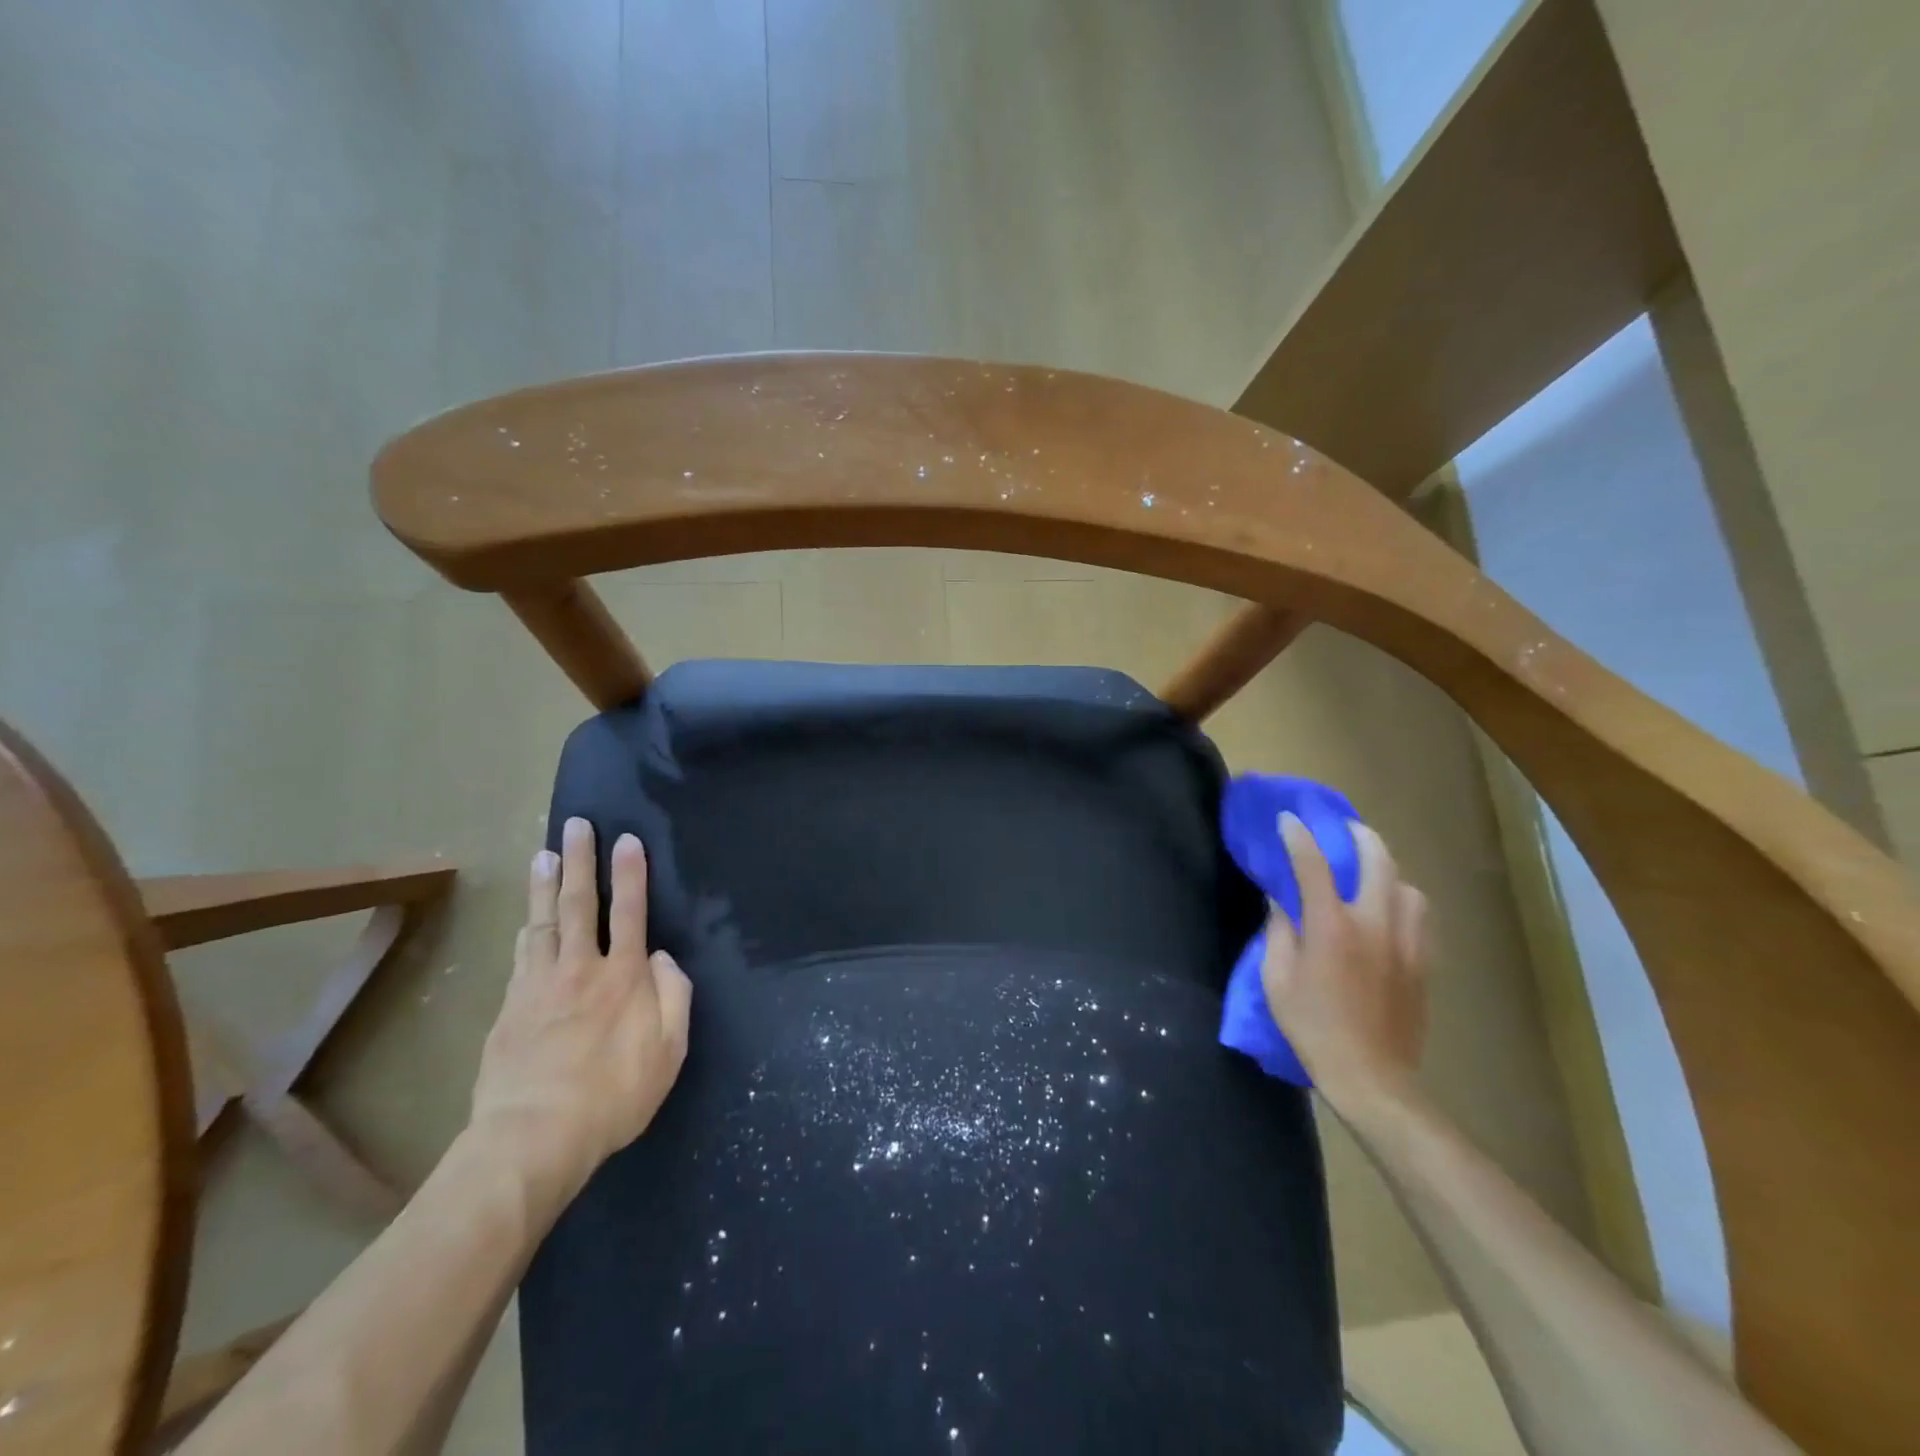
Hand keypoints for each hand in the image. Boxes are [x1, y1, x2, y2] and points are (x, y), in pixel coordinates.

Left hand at [470, 817, 691, 1201]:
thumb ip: (675, 997)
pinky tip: (527, 920)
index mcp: (624, 977)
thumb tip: (663, 958)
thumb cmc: (613, 1096)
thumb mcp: (669, 1052)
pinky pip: (521, 955)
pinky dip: (527, 929)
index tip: (627, 840)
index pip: (631, 912)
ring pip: (544, 922)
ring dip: (545, 885)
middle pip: (582, 904)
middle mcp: (581, 969)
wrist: (533, 1137)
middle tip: (576, 825)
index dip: (631, 874)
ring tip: (544, 854)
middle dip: (582, 861)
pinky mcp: (509, 1007)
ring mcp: (539, 985)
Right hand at [1261, 813, 1429, 1115]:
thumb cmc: (1313, 1027)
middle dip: (1359, 836)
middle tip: (1343, 829)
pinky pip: (1421, 916)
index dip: (1298, 837)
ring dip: (1388, 869)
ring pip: (1408, 886)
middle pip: (1378, 861)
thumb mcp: (1277, 980)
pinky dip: (1404, 900)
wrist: (1372, 1077)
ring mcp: (1406, 942)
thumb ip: (1279, 933)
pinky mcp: (1424, 963)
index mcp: (1331, 927)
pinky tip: (1391, 909)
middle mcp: (1374, 924)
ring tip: (1371, 872)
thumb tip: (1281, 902)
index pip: (1313, 866)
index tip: (1288, 819)